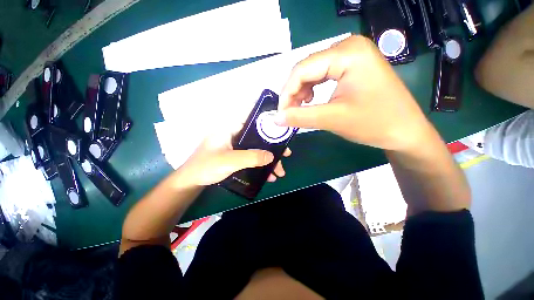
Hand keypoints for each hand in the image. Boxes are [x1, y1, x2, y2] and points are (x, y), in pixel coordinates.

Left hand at [177, 123, 290, 186]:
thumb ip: (251, 157)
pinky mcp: (231, 156)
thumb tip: (272, 156)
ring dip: (267, 159)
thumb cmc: (207, 166)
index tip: (282, 128)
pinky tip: (267, 176)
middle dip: (272, 146)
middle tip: (286, 154)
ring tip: (279, 172)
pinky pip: (249, 157)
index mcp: (229, 128)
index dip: (267, 120)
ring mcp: (231, 146)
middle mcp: (232, 134)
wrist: (191, 181)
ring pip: (254, 148)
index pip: (250, 116)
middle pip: (256, 136)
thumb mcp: (230, 161)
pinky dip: (258, 165)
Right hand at [276, 35, 432, 150]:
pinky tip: (318, 96)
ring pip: (320, 66)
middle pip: (312, 64)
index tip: (280, 113)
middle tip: (291, 112)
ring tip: (304, 106)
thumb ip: (301, 116)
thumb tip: (274, 118)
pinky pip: (333, 67)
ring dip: (309, 85)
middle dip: (298, 88)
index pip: (304, 67)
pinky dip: (322, 82)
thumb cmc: (377, 124)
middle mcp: (351, 43)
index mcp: (348, 52)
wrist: (409, 130)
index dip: (287, 91)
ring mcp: (358, 49)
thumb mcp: (336, 119)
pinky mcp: (361, 58)